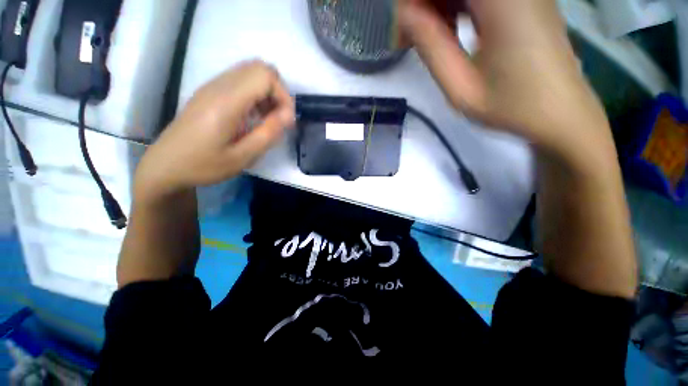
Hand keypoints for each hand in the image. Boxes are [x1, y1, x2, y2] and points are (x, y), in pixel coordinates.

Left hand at [134, 60, 294, 200]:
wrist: (166, 165)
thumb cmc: (204, 165)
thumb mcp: (242, 157)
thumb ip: (268, 134)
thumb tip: (288, 115)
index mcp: (226, 102)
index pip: (265, 76)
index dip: (283, 96)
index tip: (286, 121)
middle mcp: (218, 86)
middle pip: (259, 67)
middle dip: (278, 92)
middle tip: (279, 118)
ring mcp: (212, 86)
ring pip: (250, 72)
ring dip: (267, 93)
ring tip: (268, 119)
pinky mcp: (210, 92)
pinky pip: (240, 81)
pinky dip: (255, 94)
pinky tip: (253, 116)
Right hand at [399, 0, 614, 166]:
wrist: (561, 113)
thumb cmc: (511, 107)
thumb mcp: (460, 88)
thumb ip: (431, 48)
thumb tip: (407, 15)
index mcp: (503, 1)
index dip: (415, 1)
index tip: (403, 31)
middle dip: (426, 4)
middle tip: (412, 38)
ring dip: (441, 6)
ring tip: (432, 39)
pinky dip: (459, 6)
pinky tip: (453, 30)